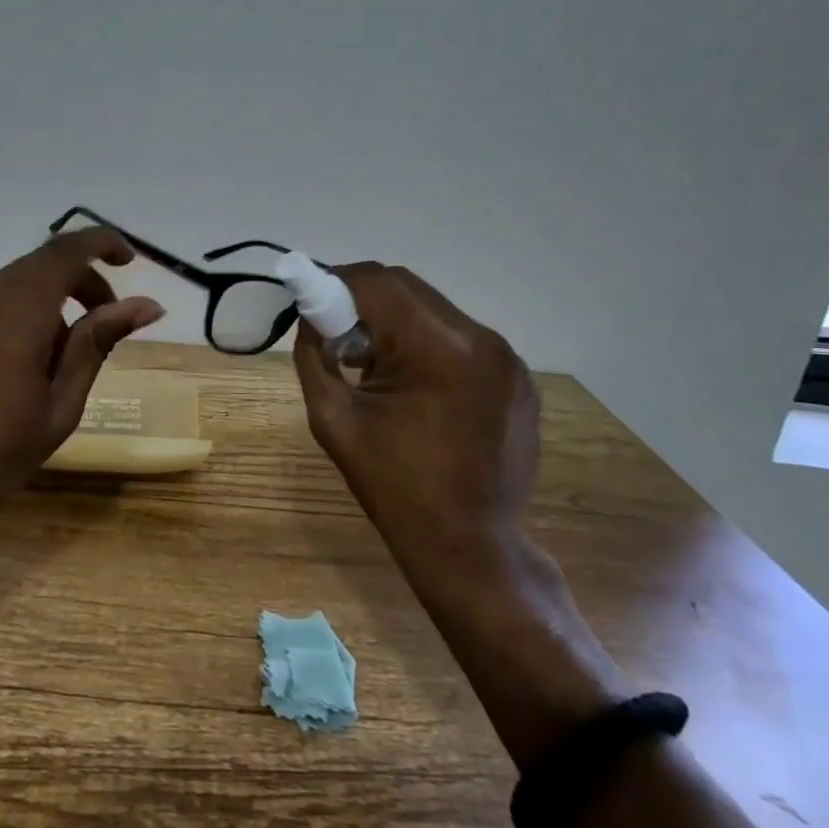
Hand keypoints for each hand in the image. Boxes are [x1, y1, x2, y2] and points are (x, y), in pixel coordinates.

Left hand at [0, 227, 164, 543]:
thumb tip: (147, 304)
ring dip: (47, 298)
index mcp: (13, 321)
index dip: (101, 243)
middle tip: (104, 317)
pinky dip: (15, 311)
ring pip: (11, 283)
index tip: (128, 260)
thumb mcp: (61, 406)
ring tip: (59, 353)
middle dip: (79, 279)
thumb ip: (98, 343)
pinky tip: (18, 358)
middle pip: (38, 265)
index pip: (63, 253)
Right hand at [293, 263, 540, 563]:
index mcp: (438, 350)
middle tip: (337, 332)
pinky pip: (461, 337)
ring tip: (374, 363)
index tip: (311, 299)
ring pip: (435, 309)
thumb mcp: (333, 417)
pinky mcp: (518, 378)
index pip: (378, 283)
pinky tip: (414, 383)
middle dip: (364, 299)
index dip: (337, 281)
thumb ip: (314, 354)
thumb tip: (310, 314)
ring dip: (396, 321)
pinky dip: (427, 343)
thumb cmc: (392, 485)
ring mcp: (509, 359)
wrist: (469, 546)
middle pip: (408, 288)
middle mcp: (482, 340)